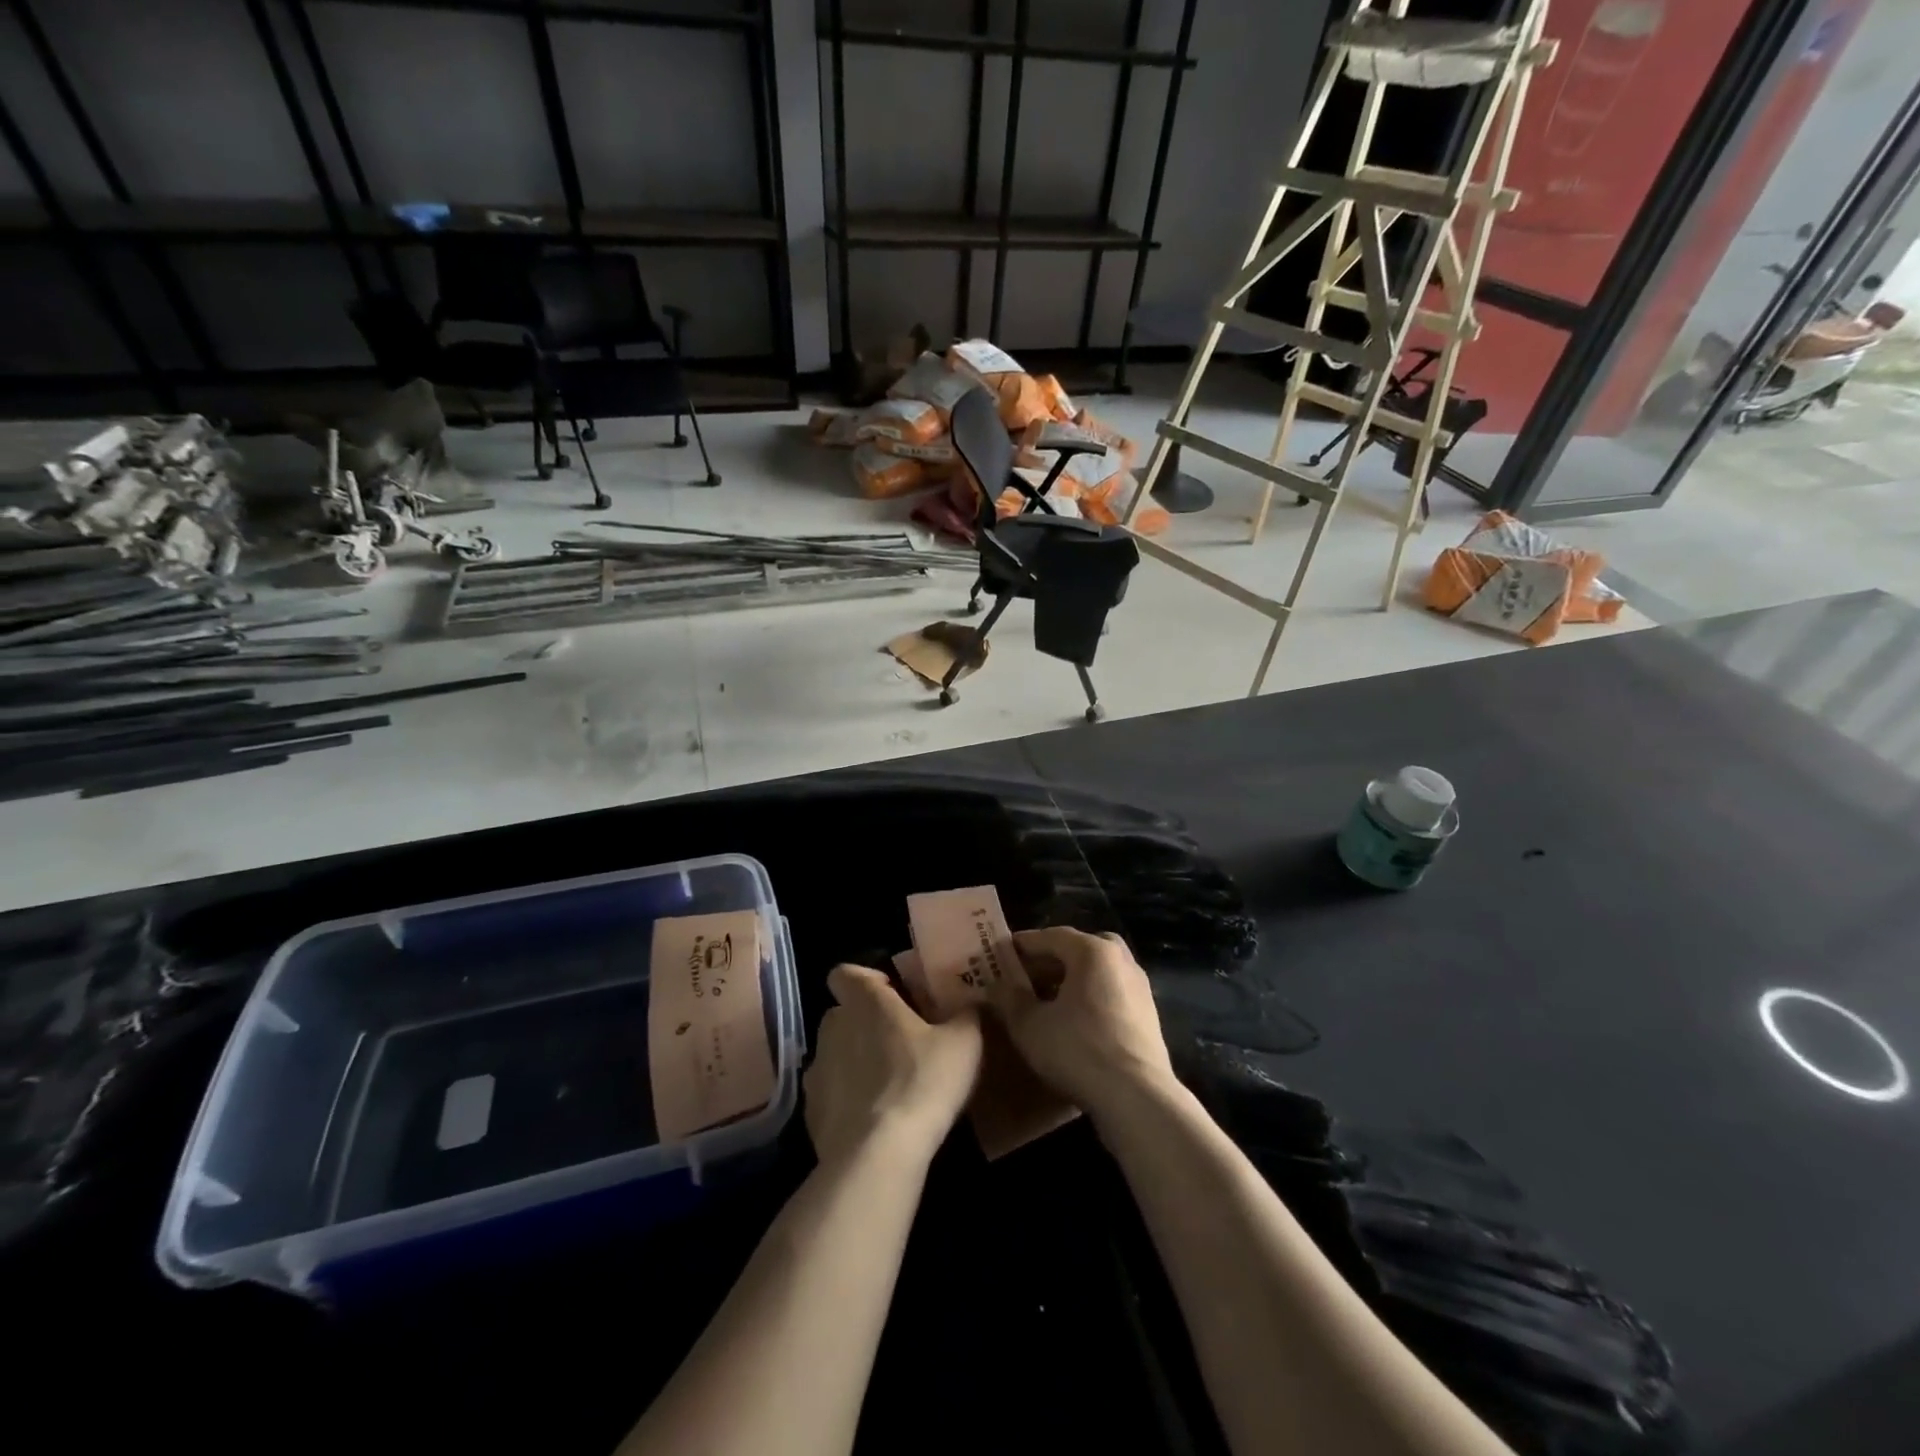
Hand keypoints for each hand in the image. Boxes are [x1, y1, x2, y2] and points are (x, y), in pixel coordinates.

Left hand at [804, 964, 982, 1169]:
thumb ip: (966, 1014)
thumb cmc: (922, 1081)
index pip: (845, 973)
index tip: (893, 995)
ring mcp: (816, 1071)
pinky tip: (874, 1121)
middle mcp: (833, 1028)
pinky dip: (847, 1101)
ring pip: (835, 1054)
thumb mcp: (964, 1042)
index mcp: (865, 1002)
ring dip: (855, 1062)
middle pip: (842, 1013)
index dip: (866, 980)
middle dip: (866, 1023)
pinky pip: (830, 1095)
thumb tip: (971, 1003)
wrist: (878, 1156)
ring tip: (889, 1086)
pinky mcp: (811, 1113)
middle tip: (901, 1041)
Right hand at [990, 927, 1175, 1122]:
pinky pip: (1111, 994)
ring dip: (1071, 980)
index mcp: (1092, 951)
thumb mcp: (1030, 1025)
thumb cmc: (1078, 1050)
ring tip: (1046, 1001)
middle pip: (1079, 949)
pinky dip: (1090, 998)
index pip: (1050, 936)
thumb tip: (995, 985)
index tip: (1000, 954)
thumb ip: (1009, 999)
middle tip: (1026, 976)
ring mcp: (1139, 988)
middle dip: (1051, 960)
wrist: (1137, 1097)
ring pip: (1098, 972)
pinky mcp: (1148, 1016)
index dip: (1023, 945)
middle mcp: (1120, 959)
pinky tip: (1074, 1023)